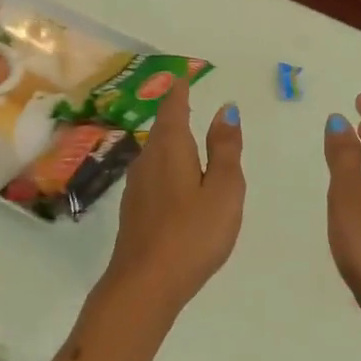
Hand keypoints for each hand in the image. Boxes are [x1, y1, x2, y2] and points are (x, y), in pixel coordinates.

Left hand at [101, 76, 244, 313]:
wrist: (145, 283)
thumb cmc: (193, 234)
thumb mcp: (223, 190)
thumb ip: (226, 150)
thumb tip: (226, 110)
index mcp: (171, 149)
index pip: (174, 109)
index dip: (180, 91)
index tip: (184, 77)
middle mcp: (147, 161)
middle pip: (161, 130)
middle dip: (175, 115)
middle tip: (188, 102)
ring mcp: (136, 187)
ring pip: (155, 154)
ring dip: (170, 142)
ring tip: (187, 139)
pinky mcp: (134, 211)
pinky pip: (153, 176)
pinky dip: (167, 167)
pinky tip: (176, 182)